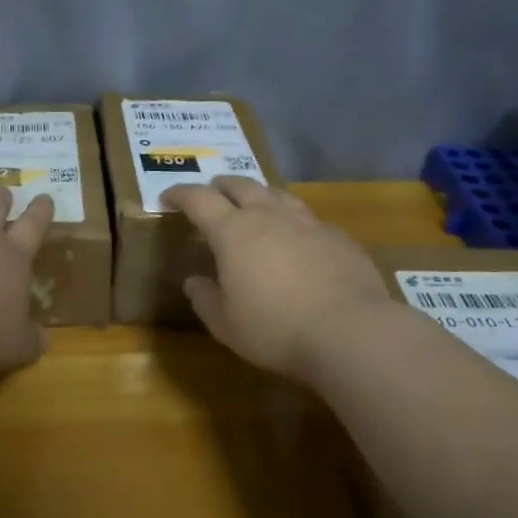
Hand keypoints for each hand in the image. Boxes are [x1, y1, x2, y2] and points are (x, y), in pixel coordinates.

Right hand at [161, 177, 390, 378]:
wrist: (349, 331)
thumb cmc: (274, 328)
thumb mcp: (225, 324)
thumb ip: (205, 298)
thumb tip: (194, 281)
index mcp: (233, 232)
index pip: (198, 200)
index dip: (180, 194)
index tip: (168, 197)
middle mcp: (269, 216)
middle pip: (240, 185)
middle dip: (220, 186)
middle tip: (211, 193)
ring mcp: (308, 223)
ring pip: (277, 194)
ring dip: (259, 195)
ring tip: (253, 204)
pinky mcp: (338, 237)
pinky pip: (308, 218)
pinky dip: (293, 221)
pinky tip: (297, 238)